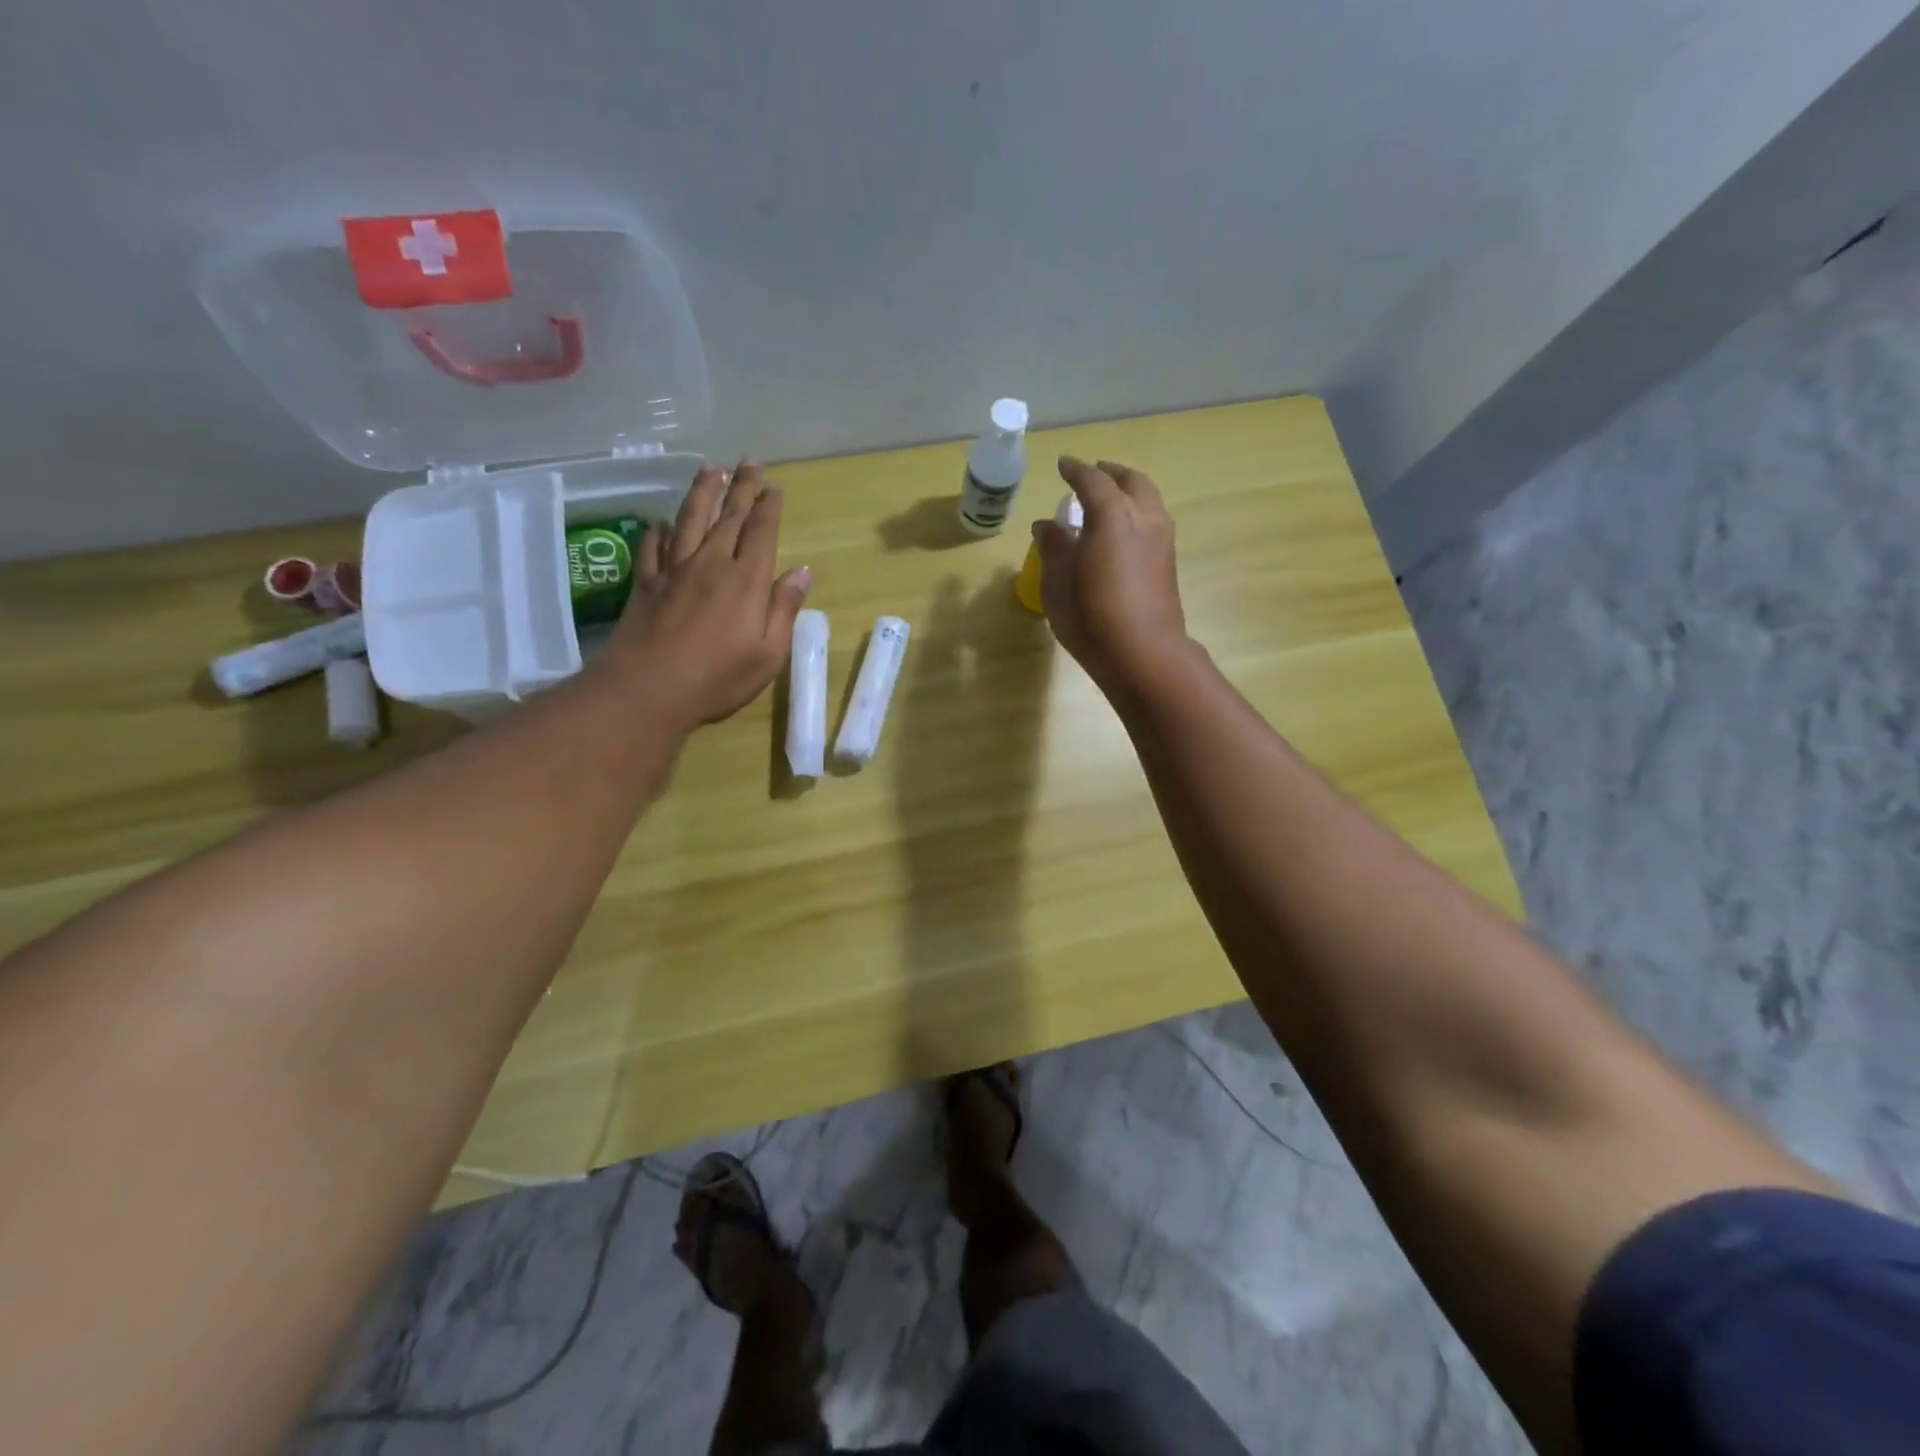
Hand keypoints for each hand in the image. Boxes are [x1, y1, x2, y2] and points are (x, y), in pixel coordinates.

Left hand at [606, 459, 811, 727]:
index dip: (768, 507)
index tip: (773, 486)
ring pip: (689, 521)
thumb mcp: (768, 653)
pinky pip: (653, 547)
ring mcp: (674, 570)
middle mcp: (710, 564)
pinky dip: (658, 530)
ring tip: (710, 470)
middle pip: (728, 517)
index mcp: (745, 581)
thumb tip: (802, 571)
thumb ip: (783, 608)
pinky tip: (660, 522)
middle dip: (741, 487)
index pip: (761, 532)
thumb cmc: (718, 678)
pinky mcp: (646, 583)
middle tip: (749, 461)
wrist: (649, 689)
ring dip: (702, 493)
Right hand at [1035, 456, 1188, 690]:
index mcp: (1113, 514)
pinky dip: (1136, 513)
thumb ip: (1053, 547)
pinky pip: (1153, 521)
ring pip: (1148, 499)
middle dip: (1111, 473)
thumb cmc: (1091, 617)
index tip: (1063, 464)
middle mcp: (1143, 517)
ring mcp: (1162, 540)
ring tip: (1109, 500)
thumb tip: (1047, 526)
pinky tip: (1122, 531)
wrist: (1144, 654)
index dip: (1075, 470)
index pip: (1092, 480)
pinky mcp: (1168, 562)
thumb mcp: (1058, 583)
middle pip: (1131, 481)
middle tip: (1094, 473)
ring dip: (1129, 491)